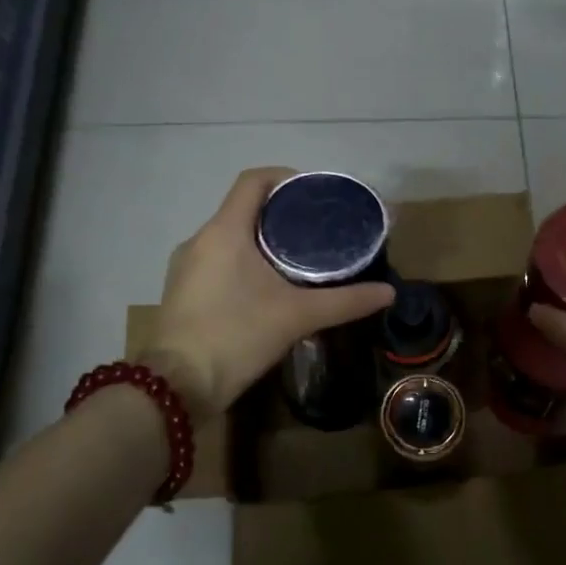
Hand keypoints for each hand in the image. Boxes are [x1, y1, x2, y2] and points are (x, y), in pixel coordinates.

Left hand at [144, 167, 395, 420]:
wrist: (177, 386)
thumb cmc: (236, 336)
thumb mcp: (298, 316)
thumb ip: (345, 302)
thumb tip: (389, 293)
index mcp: (224, 231)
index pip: (253, 180)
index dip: (286, 178)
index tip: (315, 194)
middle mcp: (200, 239)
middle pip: (244, 208)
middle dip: (281, 214)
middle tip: (318, 231)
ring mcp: (186, 266)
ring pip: (230, 237)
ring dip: (262, 240)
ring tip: (299, 259)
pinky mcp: (182, 291)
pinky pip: (218, 260)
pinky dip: (245, 262)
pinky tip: (268, 287)